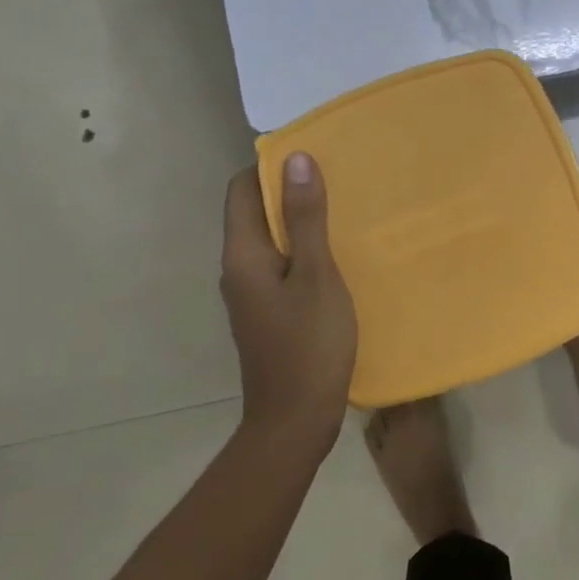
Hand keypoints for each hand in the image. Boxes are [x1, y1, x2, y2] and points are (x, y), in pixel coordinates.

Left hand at [220, 153, 357, 442]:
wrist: (294, 421)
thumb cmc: (309, 345)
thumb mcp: (316, 275)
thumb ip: (305, 218)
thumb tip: (295, 160)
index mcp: (243, 254)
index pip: (242, 189)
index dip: (272, 167)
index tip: (313, 158)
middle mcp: (236, 269)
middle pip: (254, 213)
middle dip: (290, 192)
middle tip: (337, 181)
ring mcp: (249, 294)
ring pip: (269, 241)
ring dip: (298, 223)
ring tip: (342, 213)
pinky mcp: (264, 313)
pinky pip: (278, 266)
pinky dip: (301, 252)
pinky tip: (335, 258)